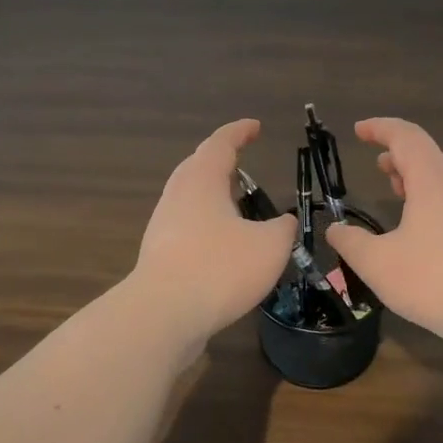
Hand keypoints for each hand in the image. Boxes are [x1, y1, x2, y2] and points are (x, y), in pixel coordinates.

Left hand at [134, 119, 297, 344]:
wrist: (163, 315)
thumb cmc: (220, 268)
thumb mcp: (270, 246)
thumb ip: (282, 228)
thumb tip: (283, 222)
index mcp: (201, 180)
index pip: (220, 143)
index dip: (239, 132)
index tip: (255, 127)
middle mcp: (177, 196)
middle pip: (197, 168)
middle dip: (220, 163)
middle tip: (242, 163)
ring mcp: (163, 227)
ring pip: (190, 200)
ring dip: (213, 197)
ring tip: (237, 206)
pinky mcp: (159, 256)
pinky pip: (187, 229)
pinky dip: (207, 226)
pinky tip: (224, 245)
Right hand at [325, 117, 442, 341]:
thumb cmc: (432, 281)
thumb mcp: (377, 263)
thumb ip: (350, 242)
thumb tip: (336, 230)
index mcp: (431, 181)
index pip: (406, 136)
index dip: (380, 128)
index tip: (358, 131)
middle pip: (426, 152)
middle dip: (398, 152)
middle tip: (375, 164)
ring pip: (441, 175)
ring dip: (415, 174)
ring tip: (394, 188)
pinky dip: (429, 194)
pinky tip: (419, 222)